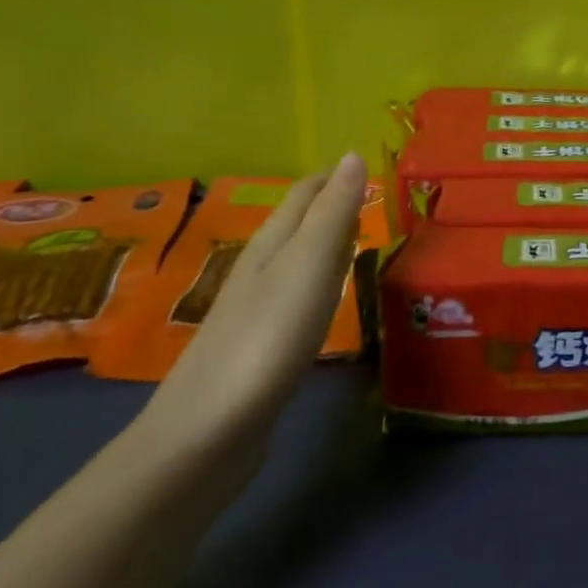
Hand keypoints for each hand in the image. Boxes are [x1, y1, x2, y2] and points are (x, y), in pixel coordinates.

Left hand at [138, 154, 368, 454]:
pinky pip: (296, 298)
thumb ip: (333, 212)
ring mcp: (256, 309)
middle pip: (298, 224)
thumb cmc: (267, 337)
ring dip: (327, 245)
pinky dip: (320, 285)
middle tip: (378, 205)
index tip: (374, 172)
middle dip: (333, 207)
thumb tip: (352, 154)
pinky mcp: (259, 348)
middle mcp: (260, 267)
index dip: (336, 178)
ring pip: (297, 261)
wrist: (208, 432)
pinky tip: (330, 301)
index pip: (305, 193)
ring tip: (362, 243)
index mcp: (271, 242)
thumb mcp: (309, 265)